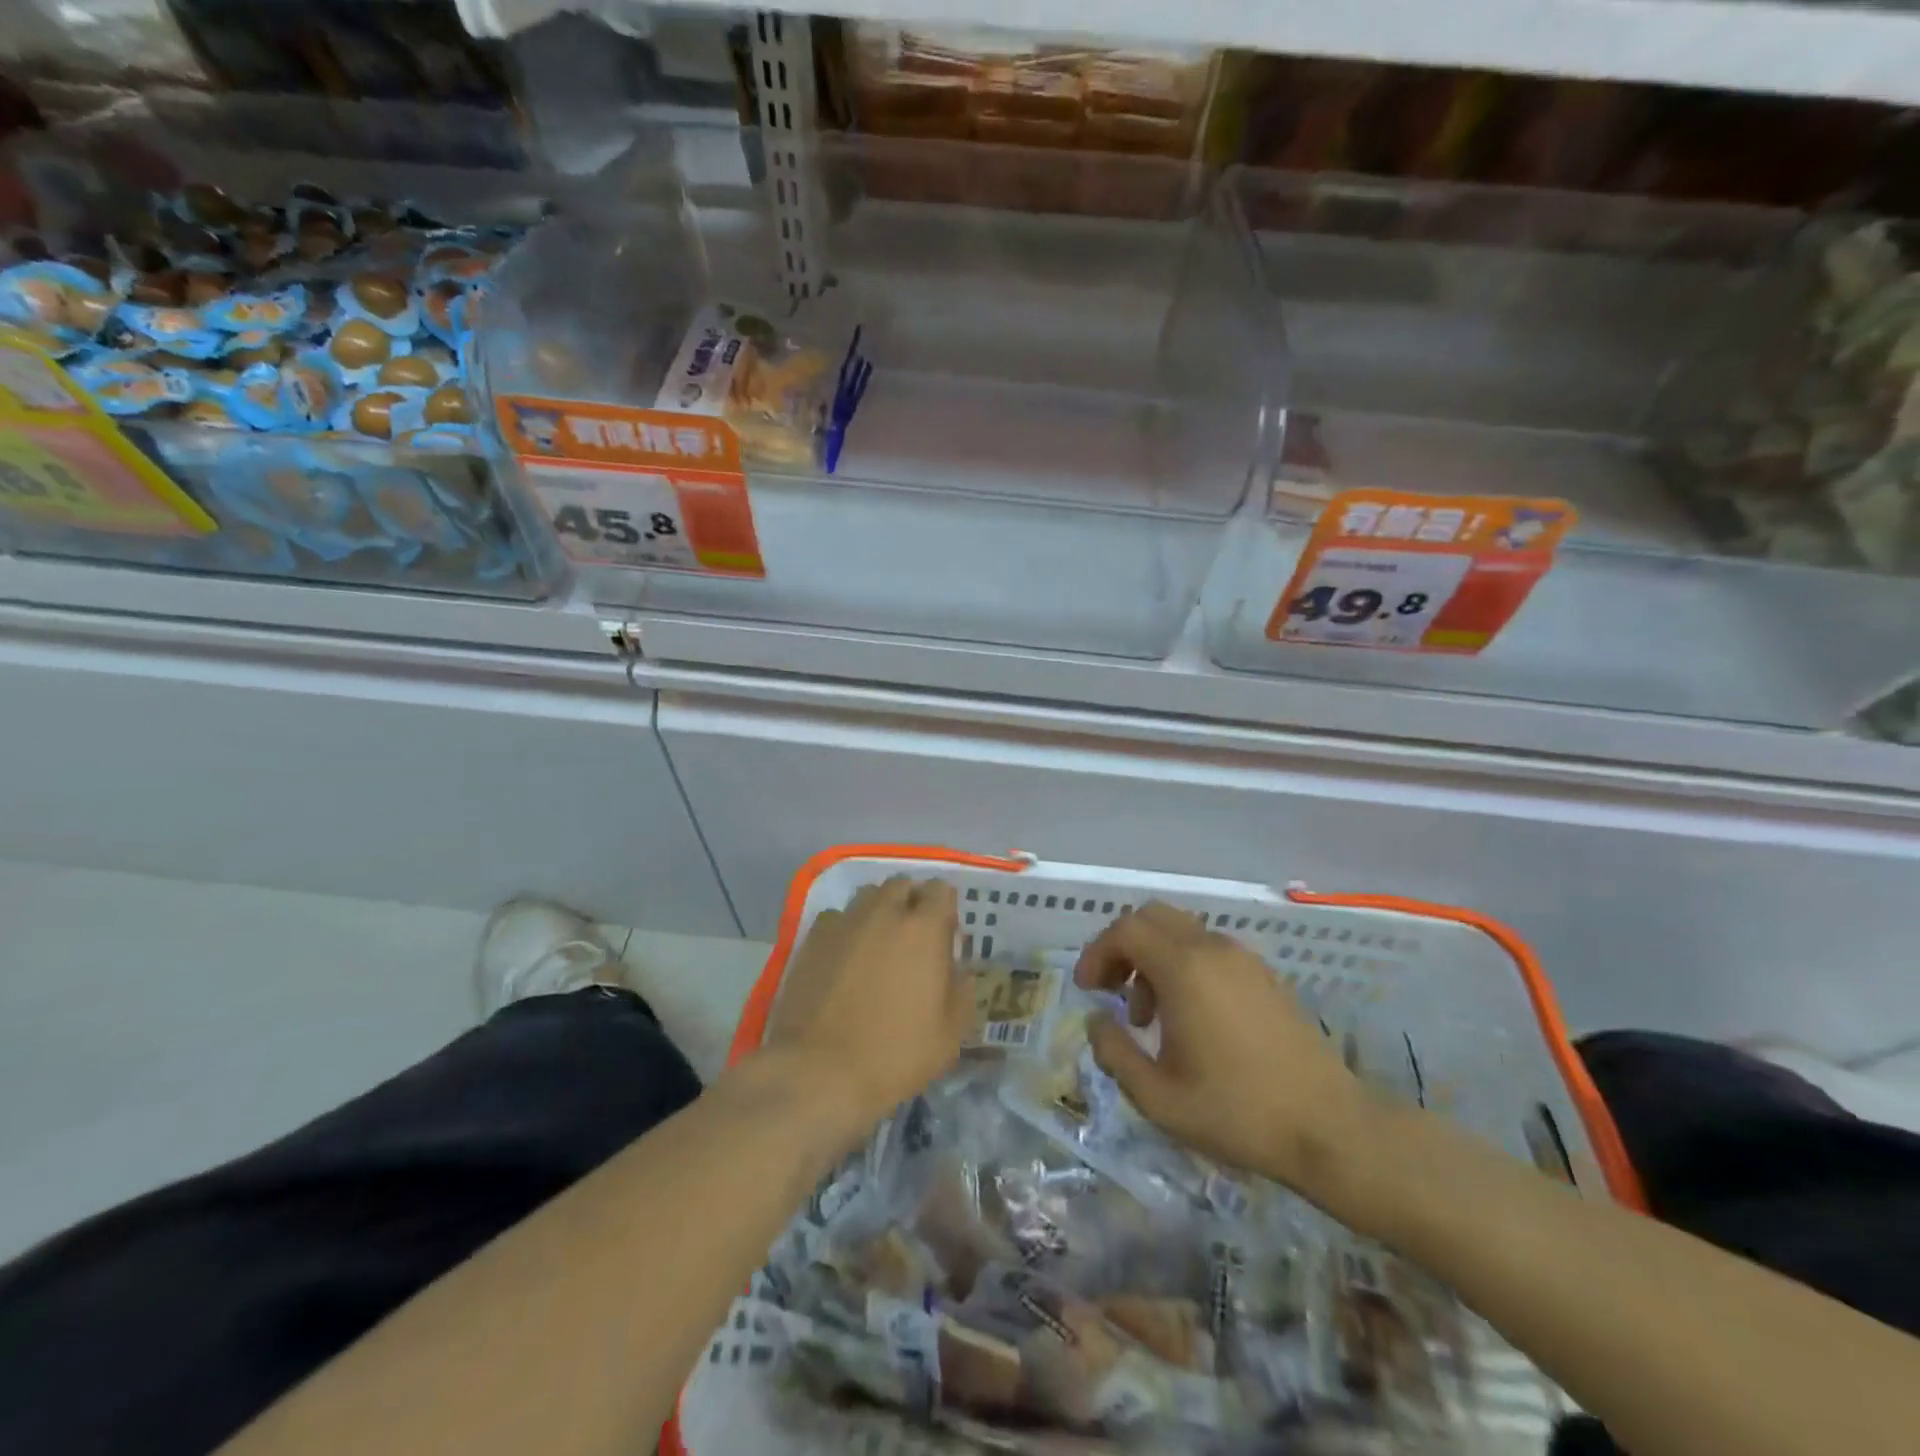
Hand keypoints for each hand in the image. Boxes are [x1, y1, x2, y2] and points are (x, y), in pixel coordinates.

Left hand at [758, 876, 968, 1149]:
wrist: (819, 1070)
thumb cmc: (895, 1054)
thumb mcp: (950, 1034)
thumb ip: (960, 989)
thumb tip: (957, 968)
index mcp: (924, 928)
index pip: (940, 890)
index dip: (944, 909)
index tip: (943, 936)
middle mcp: (884, 912)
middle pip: (902, 885)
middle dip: (910, 902)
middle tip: (911, 939)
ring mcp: (844, 922)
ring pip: (867, 896)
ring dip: (878, 911)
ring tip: (876, 944)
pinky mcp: (812, 938)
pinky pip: (837, 918)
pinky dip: (845, 929)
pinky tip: (843, 959)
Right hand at [1074, 902, 1374, 1207]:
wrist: (1331, 1129)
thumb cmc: (1237, 1111)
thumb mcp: (1157, 1097)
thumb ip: (1114, 1052)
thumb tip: (1096, 1020)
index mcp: (1185, 969)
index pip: (1126, 929)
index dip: (1097, 952)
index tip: (1088, 989)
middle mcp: (1213, 949)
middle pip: (1153, 917)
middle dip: (1122, 947)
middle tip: (1111, 989)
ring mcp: (1245, 959)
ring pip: (1182, 932)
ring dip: (1153, 959)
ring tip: (1149, 1016)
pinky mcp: (1265, 976)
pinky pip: (1210, 950)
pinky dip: (1184, 966)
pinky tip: (1190, 1019)